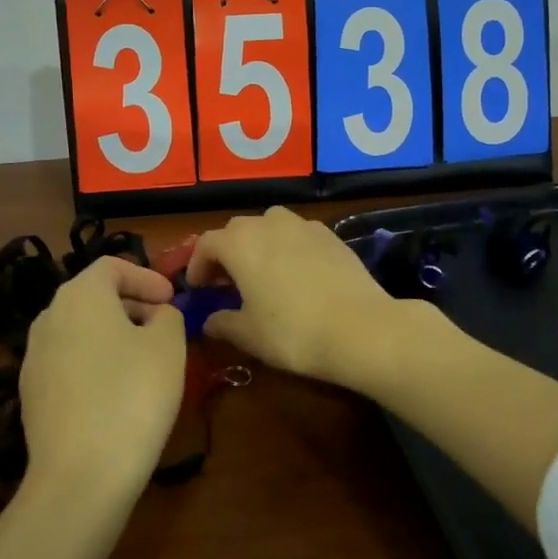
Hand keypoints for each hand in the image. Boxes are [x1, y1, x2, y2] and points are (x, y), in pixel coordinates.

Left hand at [20, 256, 185, 497]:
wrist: (80, 477)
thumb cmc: (132, 396)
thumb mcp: (168, 345)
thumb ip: (168, 316)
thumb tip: (156, 315)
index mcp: (80, 295)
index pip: (112, 266)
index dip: (146, 277)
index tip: (171, 300)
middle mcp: (49, 318)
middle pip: (94, 296)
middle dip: (132, 305)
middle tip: (164, 328)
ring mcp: (33, 358)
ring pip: (80, 331)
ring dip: (114, 335)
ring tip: (145, 361)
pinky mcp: (30, 395)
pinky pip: (69, 362)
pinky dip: (95, 363)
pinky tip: (117, 394)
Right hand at [184, 206, 413, 386]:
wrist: (359, 327)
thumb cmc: (293, 331)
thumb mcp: (249, 335)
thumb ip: (223, 323)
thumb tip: (210, 321)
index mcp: (240, 243)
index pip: (207, 243)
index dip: (197, 264)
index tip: (198, 287)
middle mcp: (268, 224)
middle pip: (237, 229)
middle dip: (227, 252)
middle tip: (226, 281)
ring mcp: (303, 225)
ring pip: (270, 224)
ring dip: (259, 243)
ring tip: (262, 271)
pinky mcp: (330, 235)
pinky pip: (298, 233)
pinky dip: (288, 246)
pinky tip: (296, 272)